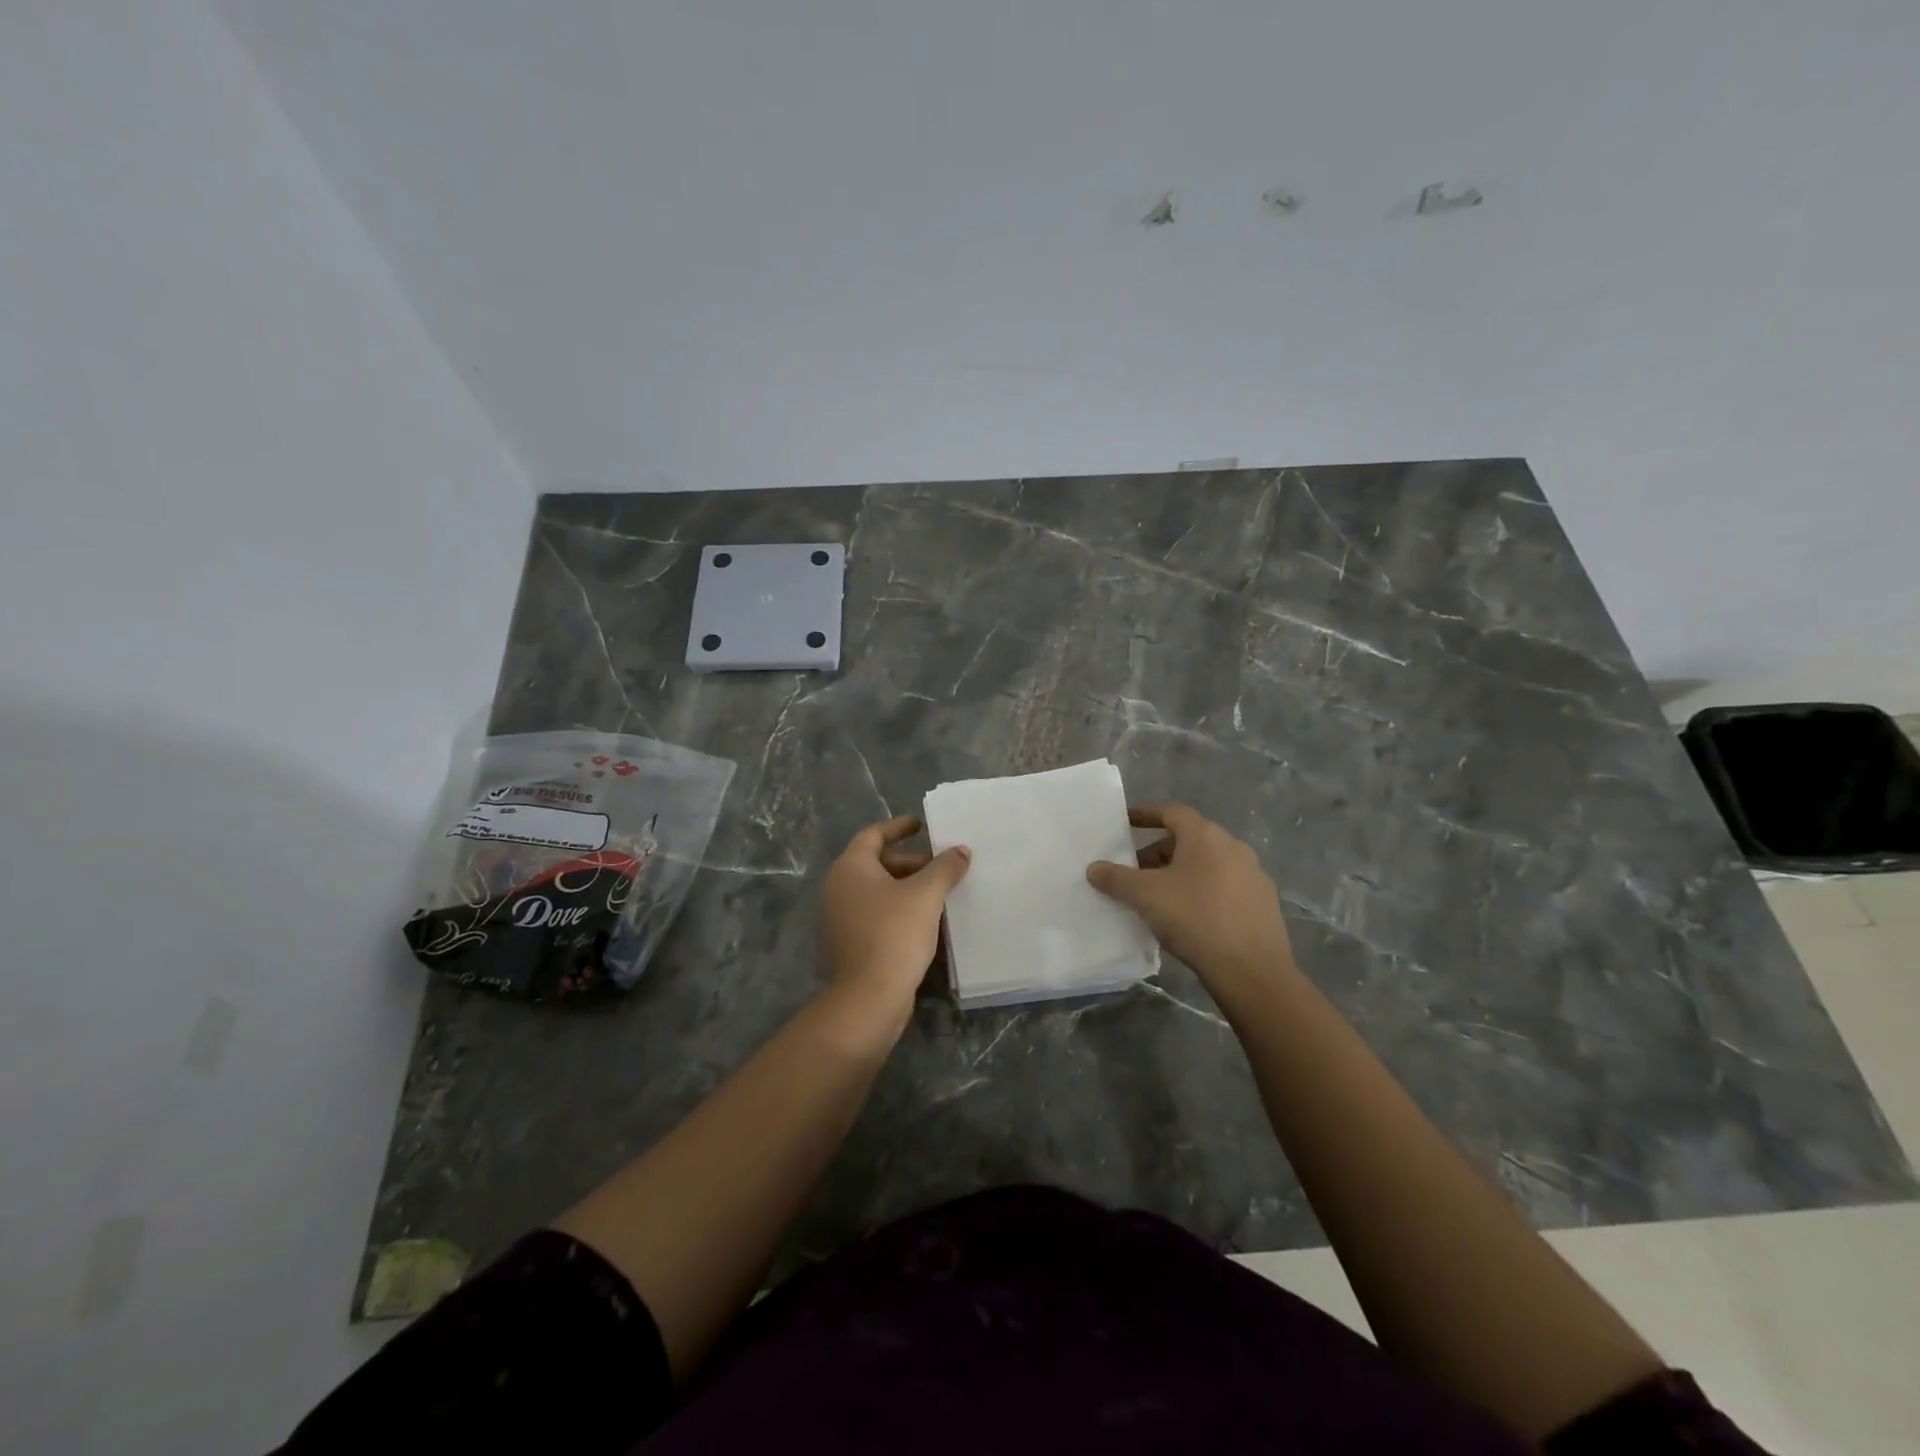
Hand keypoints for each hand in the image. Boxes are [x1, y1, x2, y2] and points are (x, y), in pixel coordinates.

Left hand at [819, 815, 970, 1029]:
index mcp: (850, 868)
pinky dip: (900, 909)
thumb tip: (960, 850)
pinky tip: (927, 919)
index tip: (922, 825)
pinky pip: (876, 913)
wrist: (869, 997)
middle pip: (877, 863)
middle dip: (912, 862)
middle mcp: (839, 887)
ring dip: (908, 887)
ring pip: (878, 890)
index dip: (898, 827)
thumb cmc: (894, 934)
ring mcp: (841, 917)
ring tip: (941, 892)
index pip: (873, 834)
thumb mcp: (926, 895)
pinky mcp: (850, 942)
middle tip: (942, 865)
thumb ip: (945, 867)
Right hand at [1086, 803, 1296, 1008]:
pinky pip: (1223, 887)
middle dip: (1158, 852)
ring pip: (1207, 864)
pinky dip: (1201, 892)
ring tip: (1157, 897)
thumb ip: (1116, 878)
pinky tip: (1187, 917)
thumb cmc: (1195, 919)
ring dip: (1180, 873)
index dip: (1145, 814)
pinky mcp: (1263, 904)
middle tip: (1134, 871)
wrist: (1252, 971)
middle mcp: (1233, 847)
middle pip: (1188, 839)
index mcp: (1206, 836)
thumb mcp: (1145, 896)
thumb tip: (1093, 868)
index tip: (1125, 822)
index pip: (1171, 812)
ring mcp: (1253, 876)